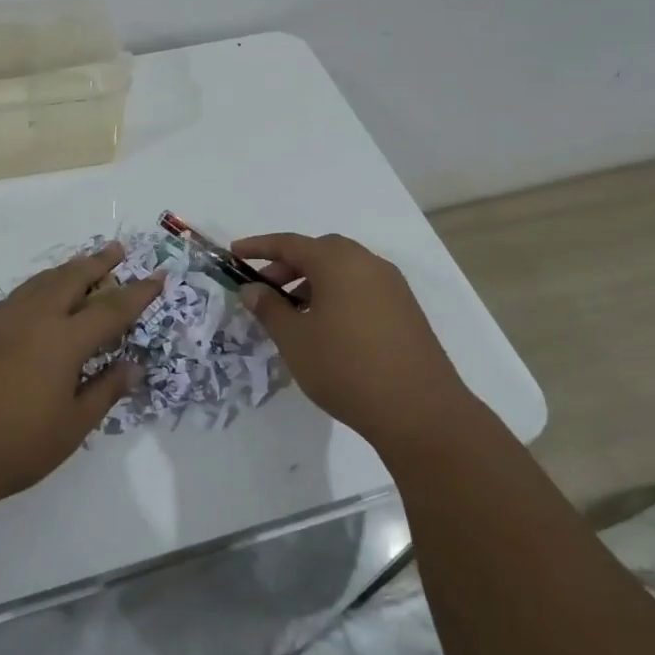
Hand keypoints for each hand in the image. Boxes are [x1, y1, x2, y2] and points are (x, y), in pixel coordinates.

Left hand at [0, 242, 163, 500]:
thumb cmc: (14, 446)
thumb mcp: (71, 427)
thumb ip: (105, 391)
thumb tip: (134, 366)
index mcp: (63, 340)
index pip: (111, 308)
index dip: (138, 292)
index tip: (157, 276)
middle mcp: (33, 318)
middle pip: (72, 278)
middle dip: (98, 262)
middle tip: (117, 250)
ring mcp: (0, 320)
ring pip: (40, 282)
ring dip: (66, 270)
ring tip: (82, 265)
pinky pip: (16, 295)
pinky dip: (37, 287)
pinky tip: (38, 297)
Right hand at [232, 232, 468, 445]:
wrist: (419, 410)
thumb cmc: (346, 368)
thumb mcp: (295, 340)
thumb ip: (269, 309)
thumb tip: (252, 289)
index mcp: (338, 262)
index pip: (290, 243)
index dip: (259, 246)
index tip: (235, 253)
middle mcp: (368, 264)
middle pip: (320, 251)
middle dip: (288, 265)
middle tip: (265, 289)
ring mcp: (392, 286)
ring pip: (343, 270)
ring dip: (313, 281)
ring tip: (292, 313)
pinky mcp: (405, 309)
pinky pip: (362, 288)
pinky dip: (337, 294)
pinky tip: (326, 327)